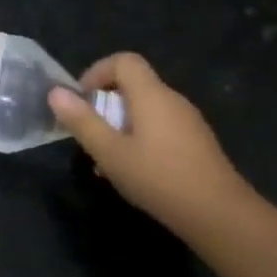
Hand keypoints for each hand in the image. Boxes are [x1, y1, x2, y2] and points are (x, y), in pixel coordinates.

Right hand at [47, 52, 256, 235]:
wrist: (221, 216)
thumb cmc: (159, 178)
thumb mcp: (110, 152)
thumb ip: (82, 121)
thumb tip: (55, 92)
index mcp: (152, 95)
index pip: (124, 61)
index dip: (97, 72)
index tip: (82, 101)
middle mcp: (173, 100)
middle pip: (133, 85)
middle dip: (105, 105)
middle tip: (91, 135)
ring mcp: (189, 122)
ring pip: (145, 109)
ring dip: (120, 125)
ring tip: (107, 159)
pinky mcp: (197, 143)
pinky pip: (160, 127)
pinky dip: (140, 138)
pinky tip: (134, 171)